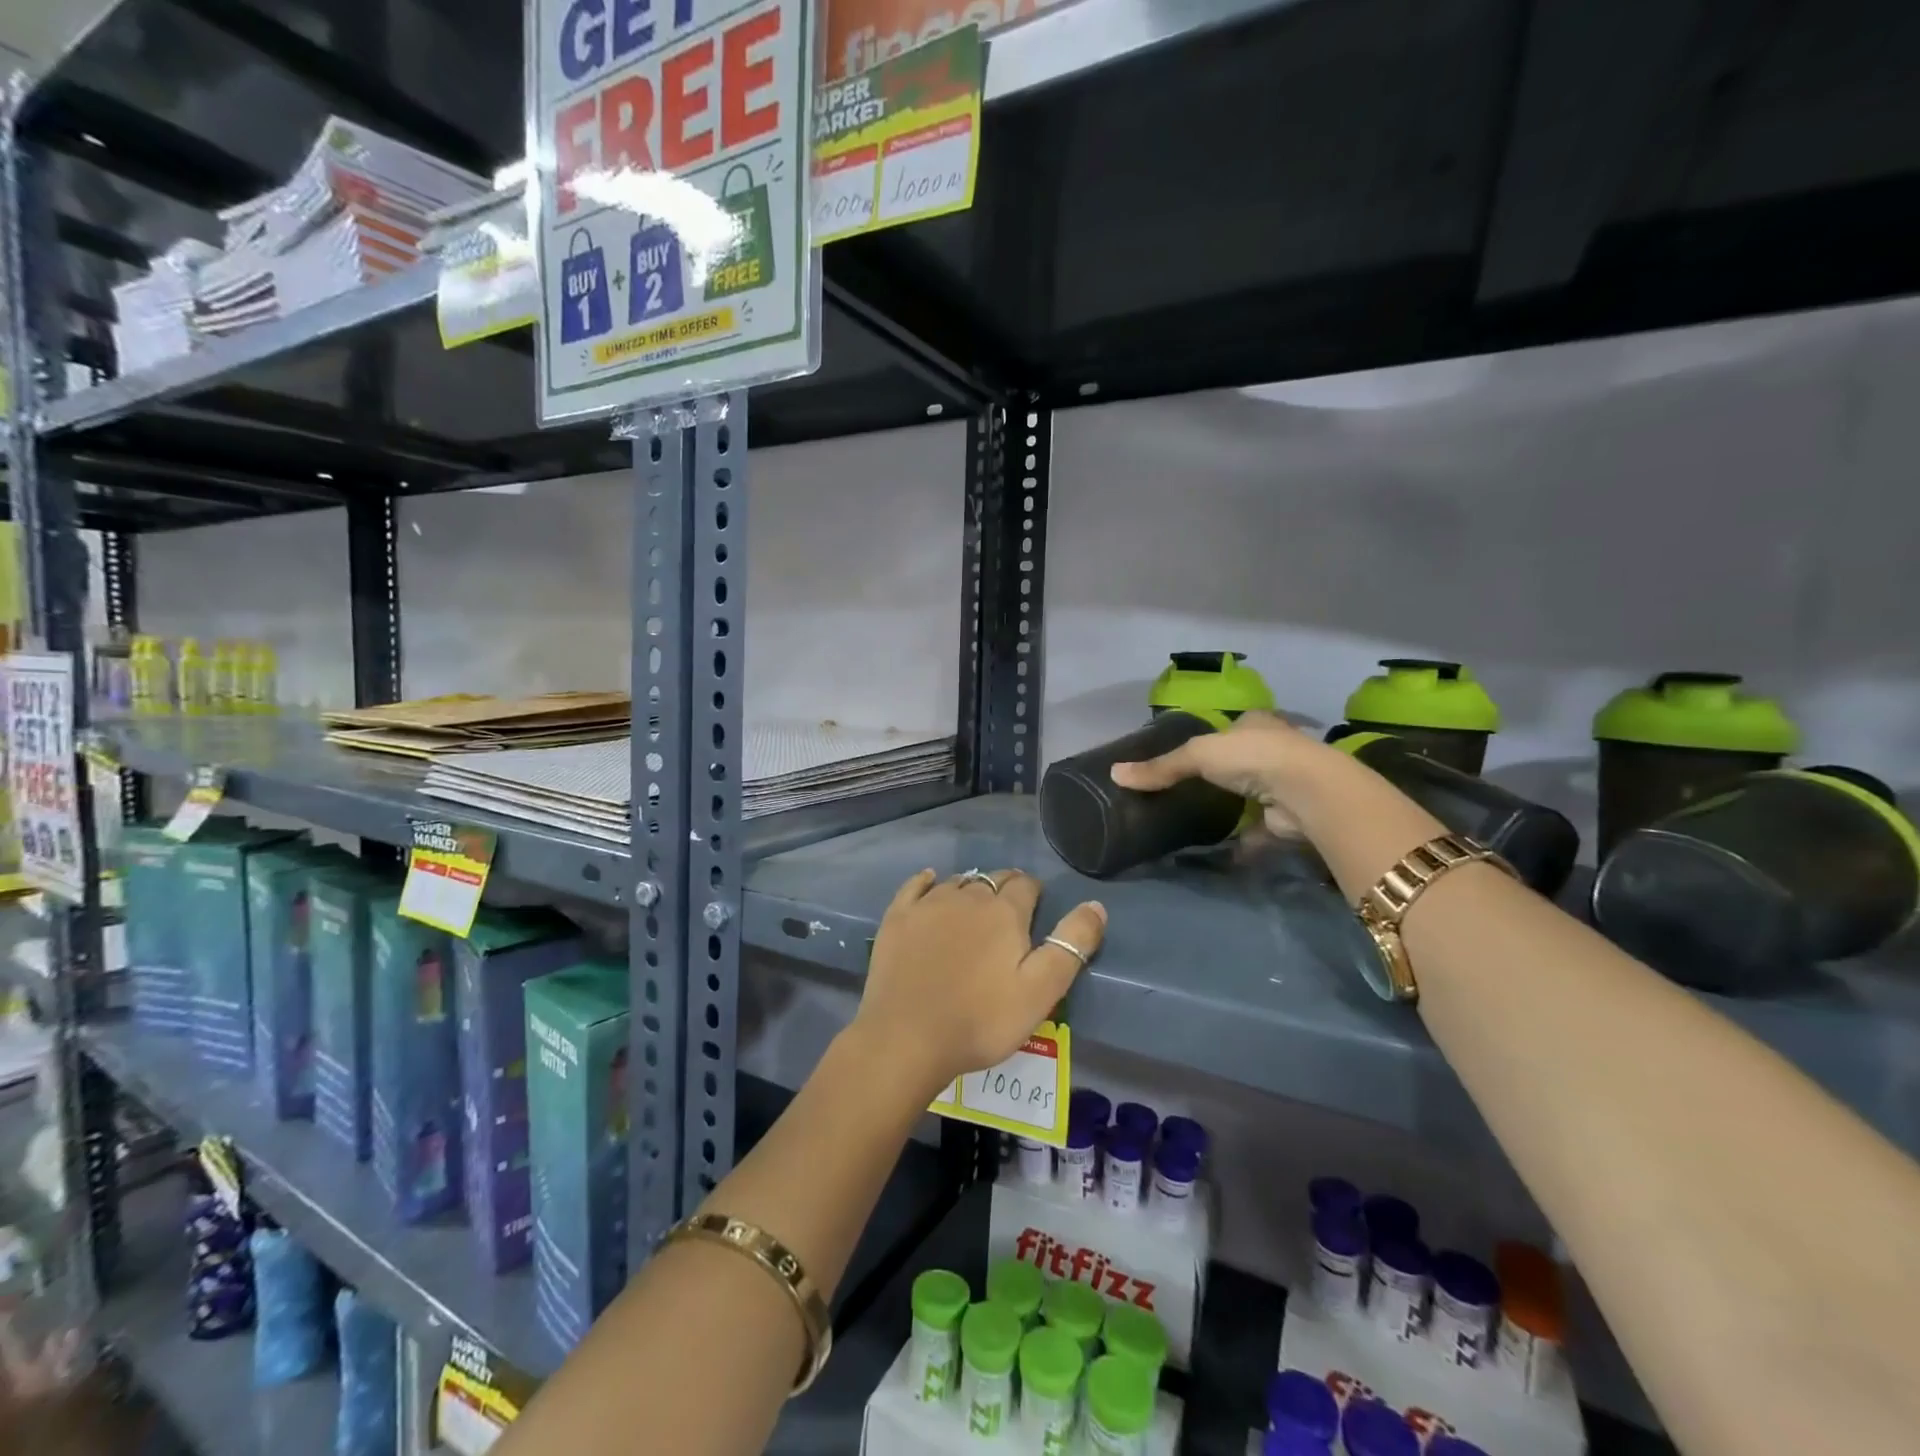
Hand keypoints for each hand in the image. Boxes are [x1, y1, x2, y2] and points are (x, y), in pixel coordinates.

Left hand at [855, 869, 1105, 1090]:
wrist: (907, 1038)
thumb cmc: (982, 1020)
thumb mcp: (1041, 990)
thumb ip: (1071, 946)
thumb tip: (1096, 905)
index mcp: (1004, 912)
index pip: (1026, 885)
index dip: (1034, 893)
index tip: (1036, 909)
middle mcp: (967, 896)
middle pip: (993, 879)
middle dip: (1005, 888)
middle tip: (1009, 909)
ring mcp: (928, 905)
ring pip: (958, 882)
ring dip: (971, 887)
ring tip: (976, 904)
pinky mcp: (898, 918)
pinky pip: (916, 886)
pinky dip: (927, 881)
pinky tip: (931, 881)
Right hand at [1109, 710, 1318, 836]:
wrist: (1305, 792)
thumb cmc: (1251, 756)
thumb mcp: (1196, 754)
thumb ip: (1160, 767)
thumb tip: (1115, 774)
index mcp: (1255, 723)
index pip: (1230, 727)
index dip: (1210, 738)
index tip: (1186, 756)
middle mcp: (1274, 749)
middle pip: (1240, 761)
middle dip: (1220, 775)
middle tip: (1185, 790)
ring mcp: (1284, 785)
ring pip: (1250, 795)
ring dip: (1231, 808)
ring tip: (1197, 819)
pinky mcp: (1286, 818)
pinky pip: (1257, 830)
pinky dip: (1241, 841)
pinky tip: (1219, 850)